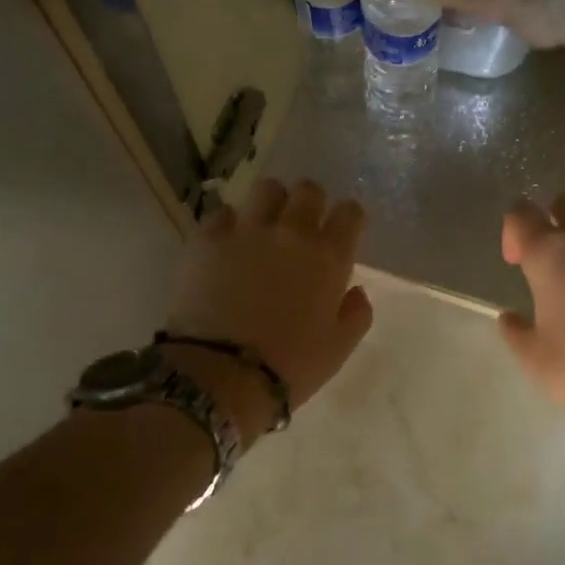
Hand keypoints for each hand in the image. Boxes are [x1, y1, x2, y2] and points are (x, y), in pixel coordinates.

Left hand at [164, 178, 373, 441]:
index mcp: (329, 256)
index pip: (350, 212)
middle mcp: (292, 232)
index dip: (348, 219)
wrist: (219, 375)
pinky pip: (222, 212)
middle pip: (309, 190)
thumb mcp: (338, 349)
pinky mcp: (207, 238)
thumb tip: (356, 291)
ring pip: (267, 189)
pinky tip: (226, 244)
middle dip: (310, 204)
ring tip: (263, 227)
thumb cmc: (288, 367)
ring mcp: (247, 230)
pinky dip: (228, 223)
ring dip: (271, 204)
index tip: (342, 233)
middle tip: (301, 229)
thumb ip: (356, 314)